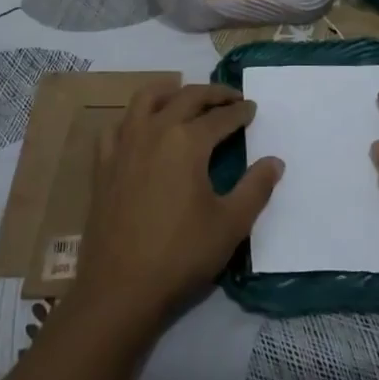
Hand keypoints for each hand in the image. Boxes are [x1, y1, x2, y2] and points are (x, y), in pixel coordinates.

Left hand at [75, 83, 281, 325]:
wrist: (120, 287)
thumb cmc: (181, 254)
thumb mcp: (230, 224)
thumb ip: (256, 188)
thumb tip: (275, 161)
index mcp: (187, 141)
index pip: (220, 117)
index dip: (240, 112)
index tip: (252, 108)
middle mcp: (154, 131)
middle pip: (186, 97)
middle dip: (212, 93)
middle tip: (230, 98)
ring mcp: (124, 145)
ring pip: (146, 99)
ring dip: (170, 92)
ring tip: (184, 95)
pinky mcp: (103, 164)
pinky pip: (117, 127)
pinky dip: (133, 118)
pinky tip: (141, 128)